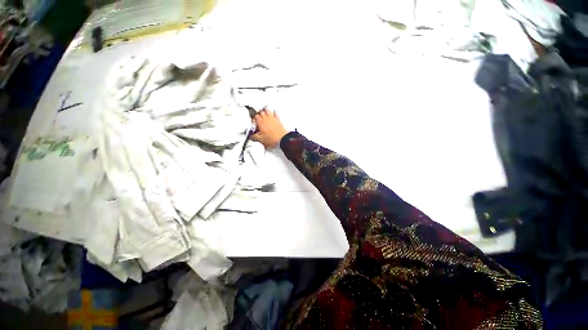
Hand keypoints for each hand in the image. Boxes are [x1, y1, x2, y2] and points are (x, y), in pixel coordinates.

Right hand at [251, 107, 288, 148]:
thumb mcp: (261, 139)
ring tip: (264, 113)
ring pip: (267, 110)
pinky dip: (273, 112)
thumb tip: (251, 136)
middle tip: (258, 117)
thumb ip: (254, 137)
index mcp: (260, 122)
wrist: (282, 139)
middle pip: (261, 112)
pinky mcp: (278, 120)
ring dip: (265, 111)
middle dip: (259, 114)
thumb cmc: (272, 139)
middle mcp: (266, 118)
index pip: (255, 116)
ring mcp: (272, 118)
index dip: (254, 118)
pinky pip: (275, 113)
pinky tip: (273, 112)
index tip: (254, 120)